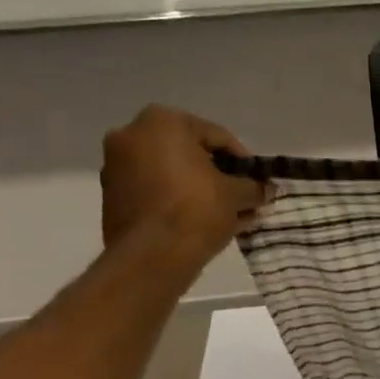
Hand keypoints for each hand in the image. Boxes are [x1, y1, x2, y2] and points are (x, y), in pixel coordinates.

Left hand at [100, 105, 269, 264]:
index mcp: (163, 122)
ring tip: (226, 213)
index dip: (244, 161)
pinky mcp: (112, 194)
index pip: (217, 136)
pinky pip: (155, 189)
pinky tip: (201, 221)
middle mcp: (133, 134)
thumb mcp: (236, 196)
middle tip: (241, 196)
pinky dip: (178, 199)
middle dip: (219, 175)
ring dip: (199, 188)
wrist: (151, 255)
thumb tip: (267, 189)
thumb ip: (254, 187)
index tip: (258, 181)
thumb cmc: (196, 210)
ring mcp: (116, 164)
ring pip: (171, 172)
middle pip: (190, 152)